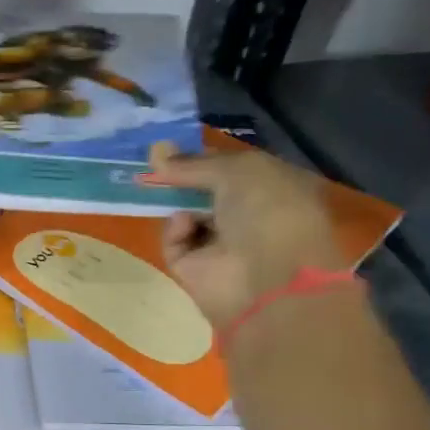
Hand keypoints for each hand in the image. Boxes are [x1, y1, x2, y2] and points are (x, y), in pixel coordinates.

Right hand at [142, 142, 345, 330]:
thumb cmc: (268, 212)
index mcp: (275, 188)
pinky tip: (183, 226)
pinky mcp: (196, 268)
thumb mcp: (238, 171)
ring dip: (176, 202)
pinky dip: (175, 231)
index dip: (205, 157)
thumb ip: (195, 163)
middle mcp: (251, 215)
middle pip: (207, 192)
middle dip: (182, 179)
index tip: (175, 149)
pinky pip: (176, 241)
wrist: (266, 280)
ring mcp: (223, 244)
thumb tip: (156, 151)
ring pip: (188, 214)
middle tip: (153, 163)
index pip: (234, 168)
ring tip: (160, 191)